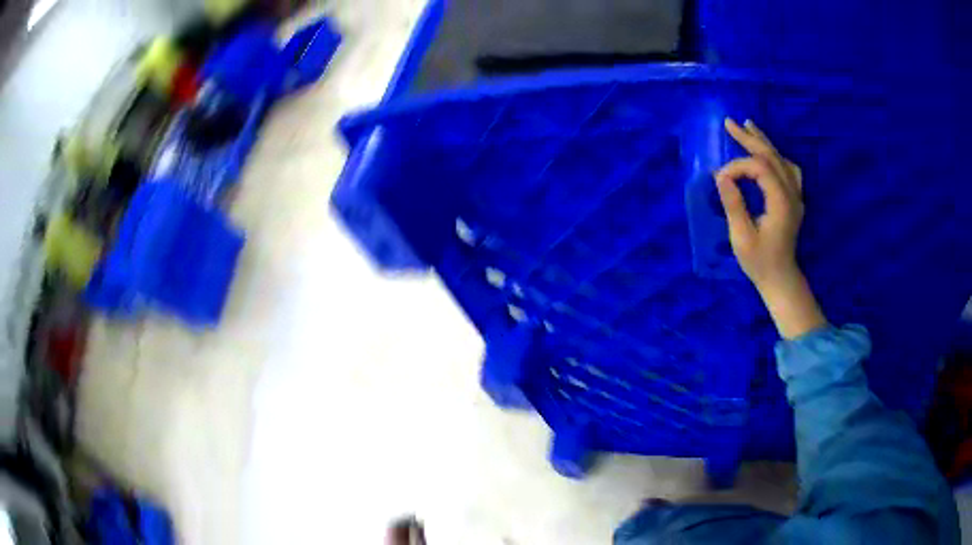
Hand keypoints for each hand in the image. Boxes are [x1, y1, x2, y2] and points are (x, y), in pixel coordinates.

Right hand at [716, 118, 825, 338]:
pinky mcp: (794, 200)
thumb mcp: (741, 238)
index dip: (738, 166)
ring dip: (764, 143)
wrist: (781, 279)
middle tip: (730, 123)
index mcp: (781, 203)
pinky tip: (768, 153)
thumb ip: (733, 204)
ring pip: (782, 160)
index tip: (720, 179)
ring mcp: (796, 197)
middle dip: (750, 139)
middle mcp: (792, 195)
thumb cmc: (760, 263)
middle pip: (772, 157)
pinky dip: (776, 156)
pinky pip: (789, 169)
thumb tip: (721, 176)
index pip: (760, 168)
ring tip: (749, 127)